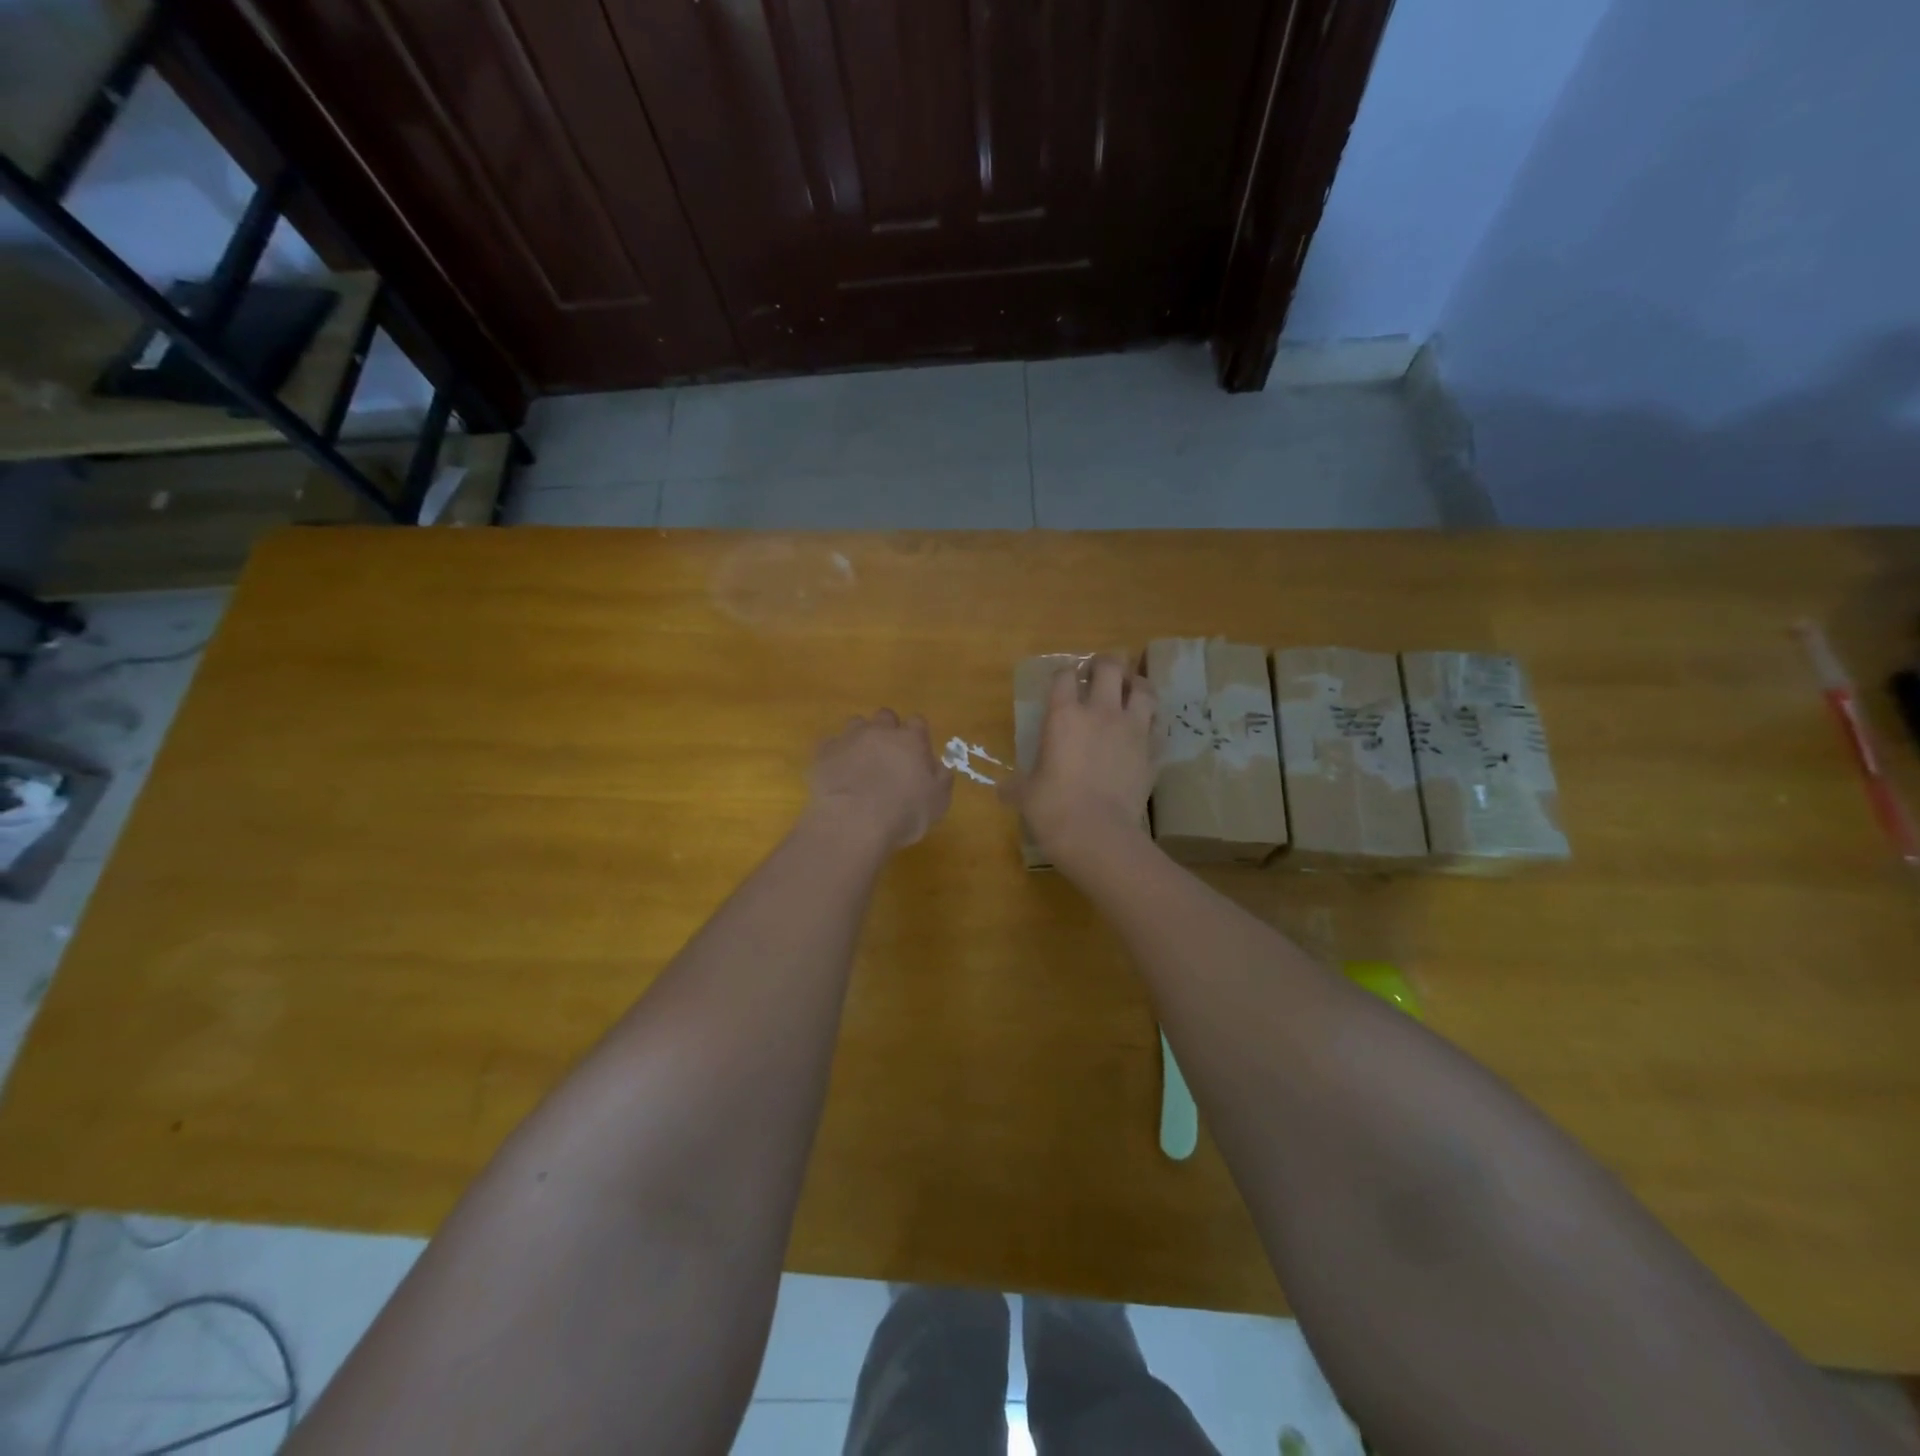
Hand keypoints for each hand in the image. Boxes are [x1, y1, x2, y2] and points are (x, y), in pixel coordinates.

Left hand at [807, 710, 953, 852]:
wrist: (853, 822)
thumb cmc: (904, 813)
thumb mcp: (938, 802)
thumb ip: (941, 779)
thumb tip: (940, 767)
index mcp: (911, 739)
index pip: (917, 722)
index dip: (917, 736)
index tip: (917, 754)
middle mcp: (880, 731)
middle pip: (885, 716)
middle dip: (887, 730)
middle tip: (888, 755)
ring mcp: (849, 738)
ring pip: (856, 724)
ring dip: (860, 738)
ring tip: (860, 761)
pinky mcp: (823, 753)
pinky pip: (830, 745)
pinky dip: (835, 754)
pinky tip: (837, 773)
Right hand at [1005, 655, 1155, 867]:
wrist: (1098, 834)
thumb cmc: (1053, 809)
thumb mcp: (1025, 795)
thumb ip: (1015, 786)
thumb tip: (1001, 790)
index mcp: (1064, 715)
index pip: (1064, 676)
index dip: (1064, 674)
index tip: (1064, 681)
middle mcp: (1100, 712)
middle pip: (1110, 667)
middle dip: (1106, 663)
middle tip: (1101, 672)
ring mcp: (1132, 729)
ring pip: (1143, 689)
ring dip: (1136, 685)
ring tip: (1130, 690)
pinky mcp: (1152, 751)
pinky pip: (1157, 726)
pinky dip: (1152, 722)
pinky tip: (1146, 729)